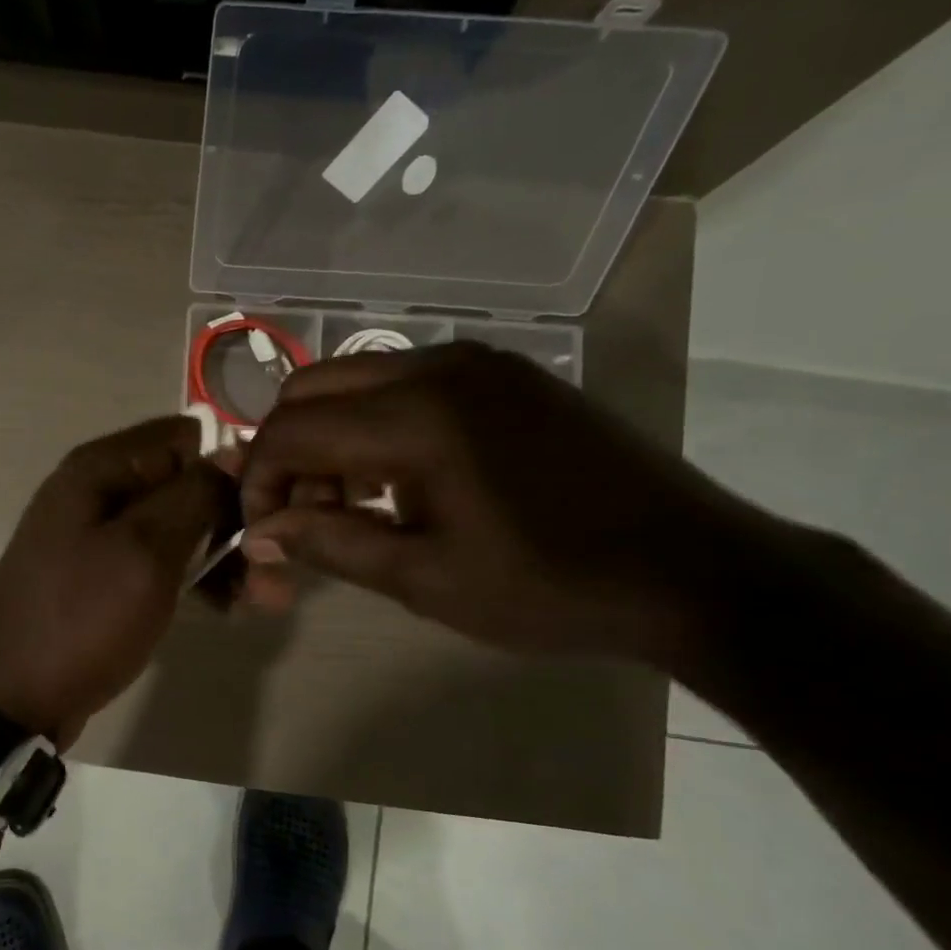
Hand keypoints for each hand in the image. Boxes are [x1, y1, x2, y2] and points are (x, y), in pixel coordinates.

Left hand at [0, 416, 229, 746]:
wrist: (10, 699)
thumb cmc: (81, 618)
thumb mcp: (145, 551)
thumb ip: (193, 495)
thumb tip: (233, 450)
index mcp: (101, 468)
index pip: (185, 438)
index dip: (228, 468)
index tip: (259, 514)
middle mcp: (99, 490)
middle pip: (185, 484)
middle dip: (232, 523)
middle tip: (271, 578)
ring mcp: (100, 535)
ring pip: (179, 527)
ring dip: (223, 557)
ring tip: (262, 602)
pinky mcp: (105, 575)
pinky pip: (160, 560)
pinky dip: (195, 578)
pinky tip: (227, 607)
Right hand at [238, 343, 762, 660]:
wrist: (692, 570)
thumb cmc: (550, 587)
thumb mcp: (426, 578)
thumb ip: (330, 544)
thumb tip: (258, 534)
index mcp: (416, 418)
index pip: (292, 430)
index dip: (259, 481)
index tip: (263, 534)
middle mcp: (438, 367)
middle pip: (312, 387)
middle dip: (287, 452)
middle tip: (301, 516)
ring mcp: (477, 362)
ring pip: (357, 380)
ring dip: (329, 436)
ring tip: (349, 505)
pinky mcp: (506, 374)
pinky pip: (406, 382)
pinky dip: (374, 424)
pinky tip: (398, 480)